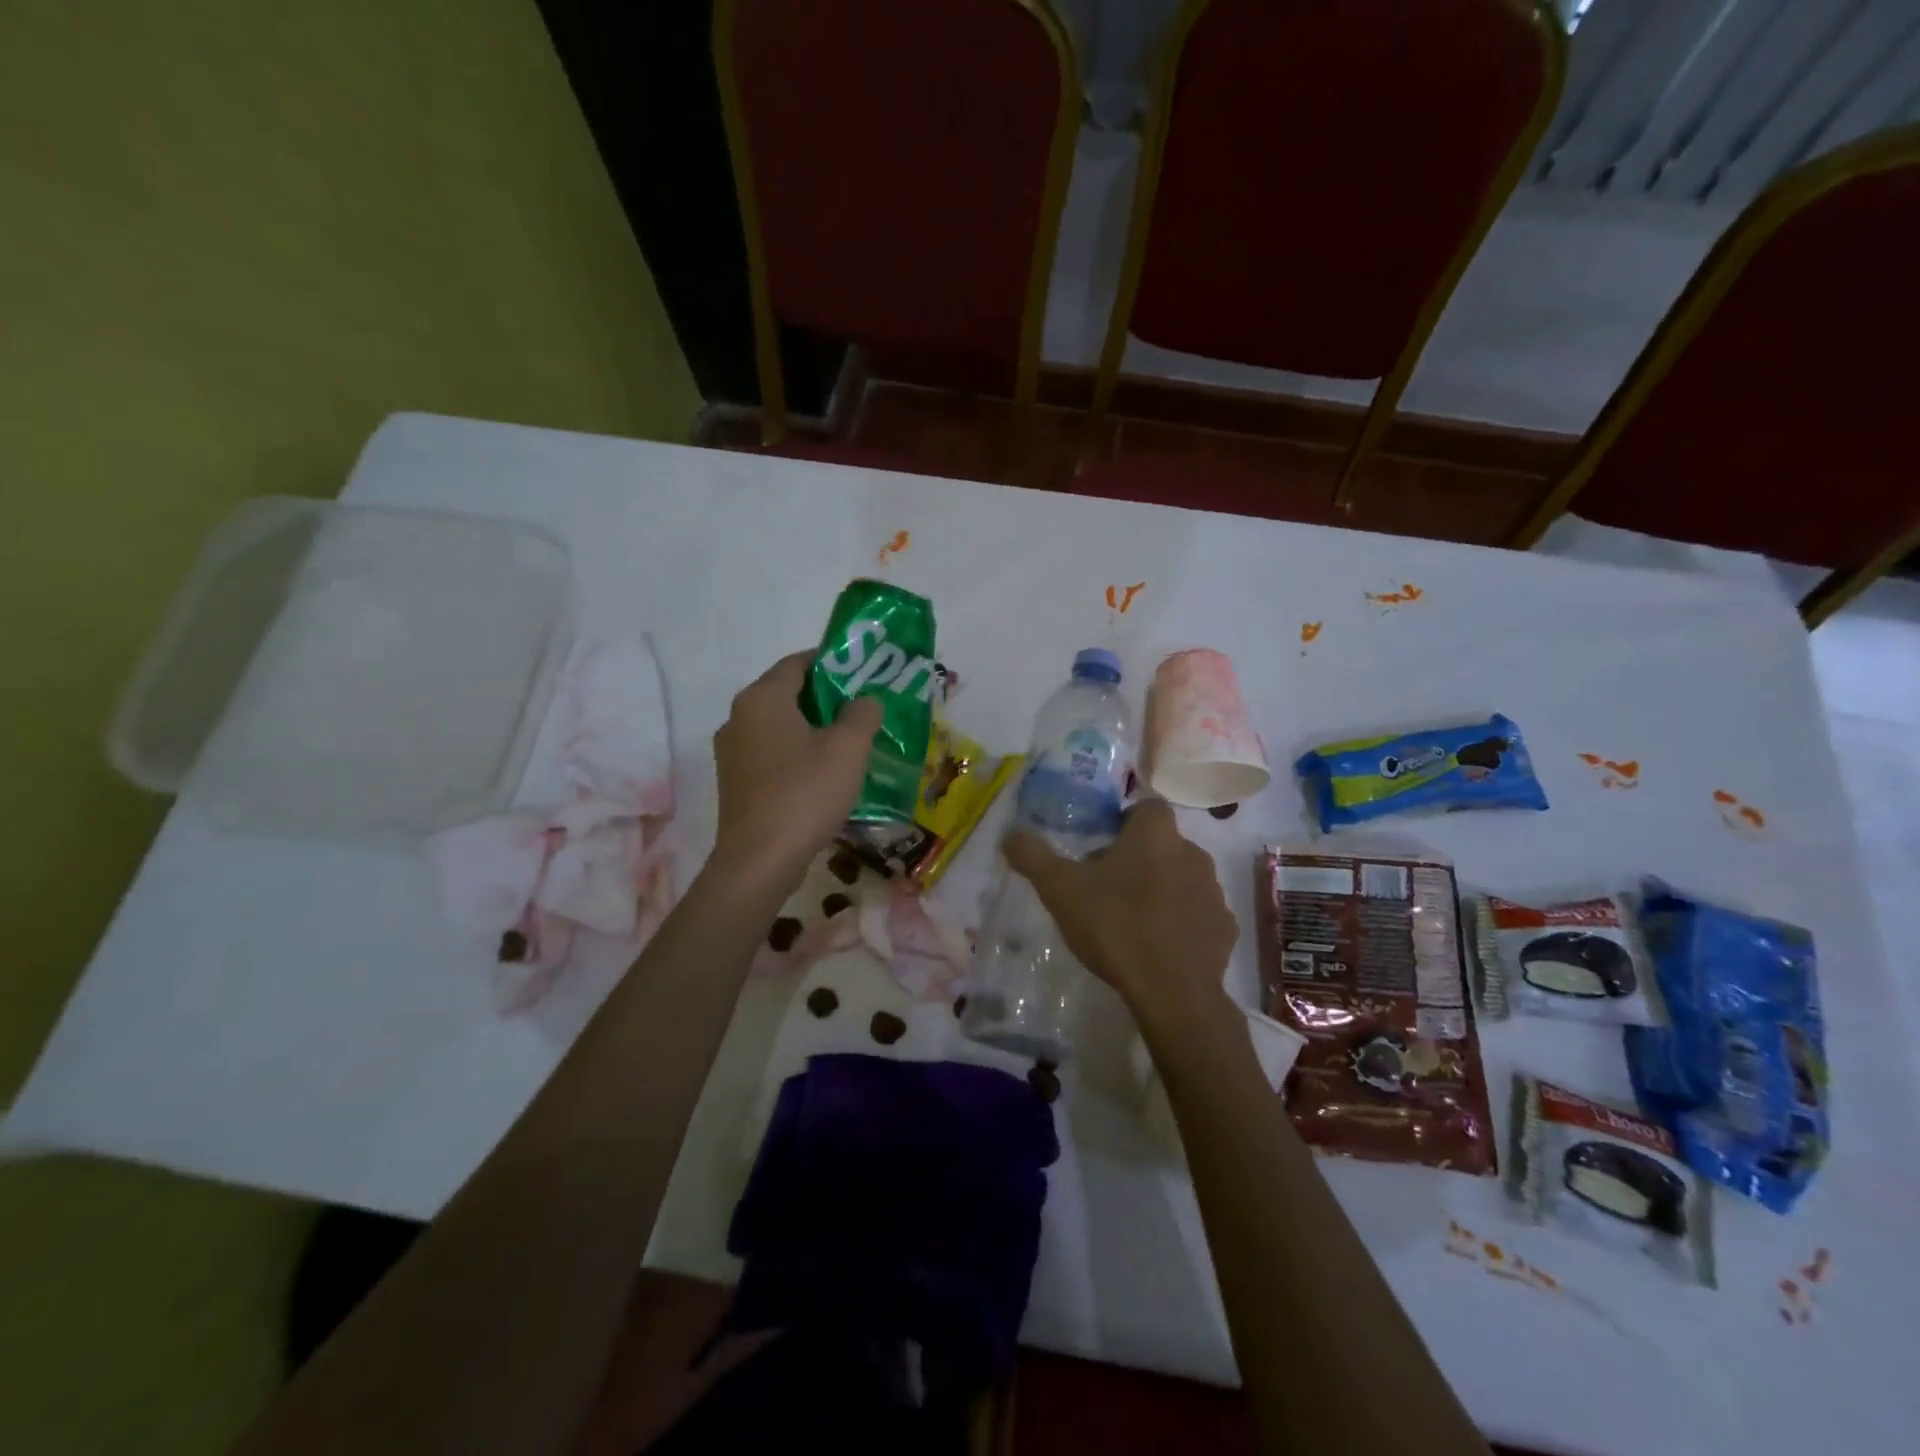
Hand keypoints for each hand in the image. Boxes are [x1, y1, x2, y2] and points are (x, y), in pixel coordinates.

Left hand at [711, 651, 881, 890]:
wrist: (760, 860)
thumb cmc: (805, 793)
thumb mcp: (848, 748)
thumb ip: (862, 713)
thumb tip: (865, 700)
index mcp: (762, 698)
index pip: (798, 662)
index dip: (832, 662)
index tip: (862, 673)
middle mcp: (739, 717)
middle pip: (787, 693)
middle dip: (826, 698)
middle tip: (863, 709)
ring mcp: (732, 752)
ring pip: (779, 726)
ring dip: (812, 728)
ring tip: (849, 742)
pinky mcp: (735, 782)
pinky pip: (771, 753)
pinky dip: (797, 753)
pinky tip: (823, 774)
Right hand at [1005, 799, 1237, 1031]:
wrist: (1172, 992)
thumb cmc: (1115, 927)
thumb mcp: (1060, 890)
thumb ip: (1033, 857)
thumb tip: (1011, 835)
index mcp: (1155, 835)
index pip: (1147, 807)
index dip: (1125, 821)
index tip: (1102, 846)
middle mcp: (1192, 852)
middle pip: (1163, 844)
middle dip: (1139, 858)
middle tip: (1107, 887)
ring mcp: (1214, 892)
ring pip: (1183, 877)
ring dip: (1162, 889)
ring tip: (1133, 919)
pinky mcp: (1225, 928)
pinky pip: (1200, 914)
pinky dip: (1182, 922)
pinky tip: (1160, 946)